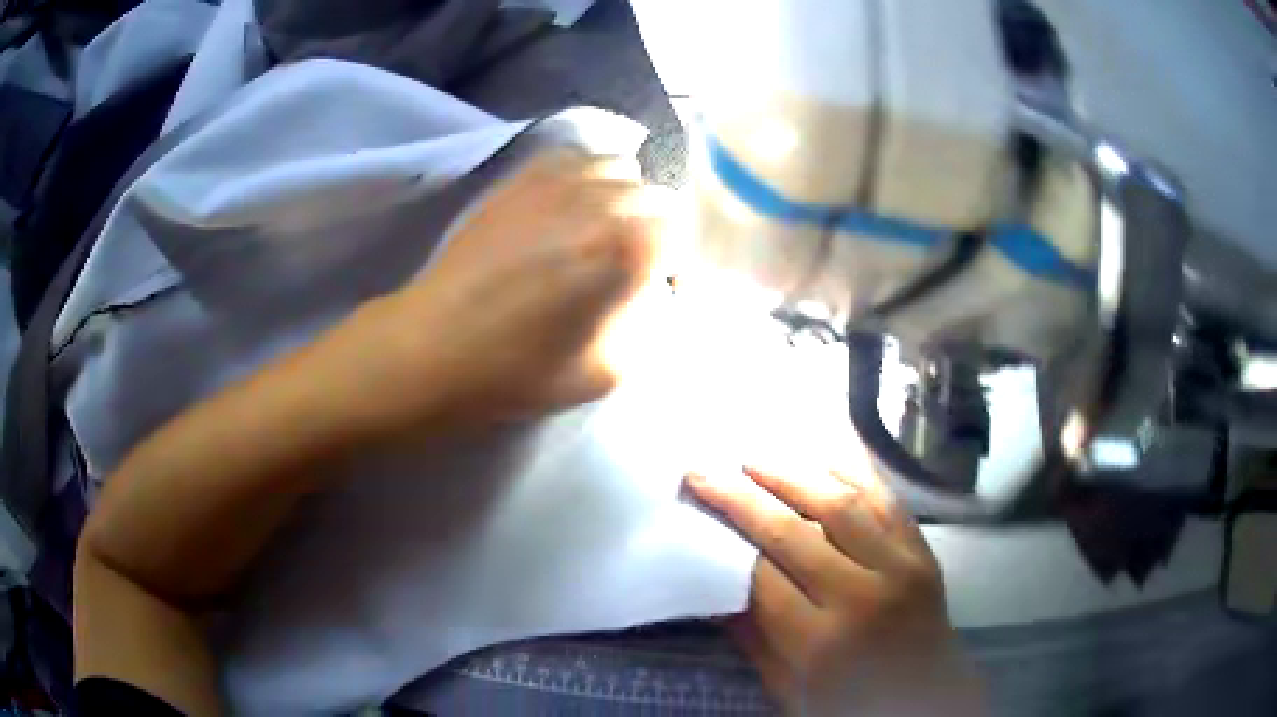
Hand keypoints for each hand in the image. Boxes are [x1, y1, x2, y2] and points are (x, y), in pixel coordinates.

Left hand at [366, 151, 665, 428]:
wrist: (436, 345)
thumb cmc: (520, 369)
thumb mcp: (609, 371)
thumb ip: (648, 327)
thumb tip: (653, 293)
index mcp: (629, 248)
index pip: (683, 237)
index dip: (677, 267)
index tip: (658, 292)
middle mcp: (601, 199)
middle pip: (656, 197)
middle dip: (654, 230)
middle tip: (629, 265)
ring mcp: (558, 180)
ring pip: (619, 166)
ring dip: (622, 195)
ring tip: (599, 229)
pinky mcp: (521, 177)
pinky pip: (574, 156)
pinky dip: (585, 174)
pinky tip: (569, 205)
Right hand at [685, 464, 985, 715]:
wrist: (928, 696)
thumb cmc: (851, 702)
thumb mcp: (789, 688)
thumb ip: (752, 638)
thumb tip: (711, 585)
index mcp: (821, 643)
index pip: (761, 577)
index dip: (726, 539)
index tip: (697, 508)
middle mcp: (862, 596)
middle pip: (793, 532)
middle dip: (742, 497)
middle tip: (705, 468)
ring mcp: (900, 566)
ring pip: (840, 504)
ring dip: (792, 473)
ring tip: (754, 457)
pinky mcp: (921, 550)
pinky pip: (884, 499)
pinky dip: (851, 472)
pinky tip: (819, 456)